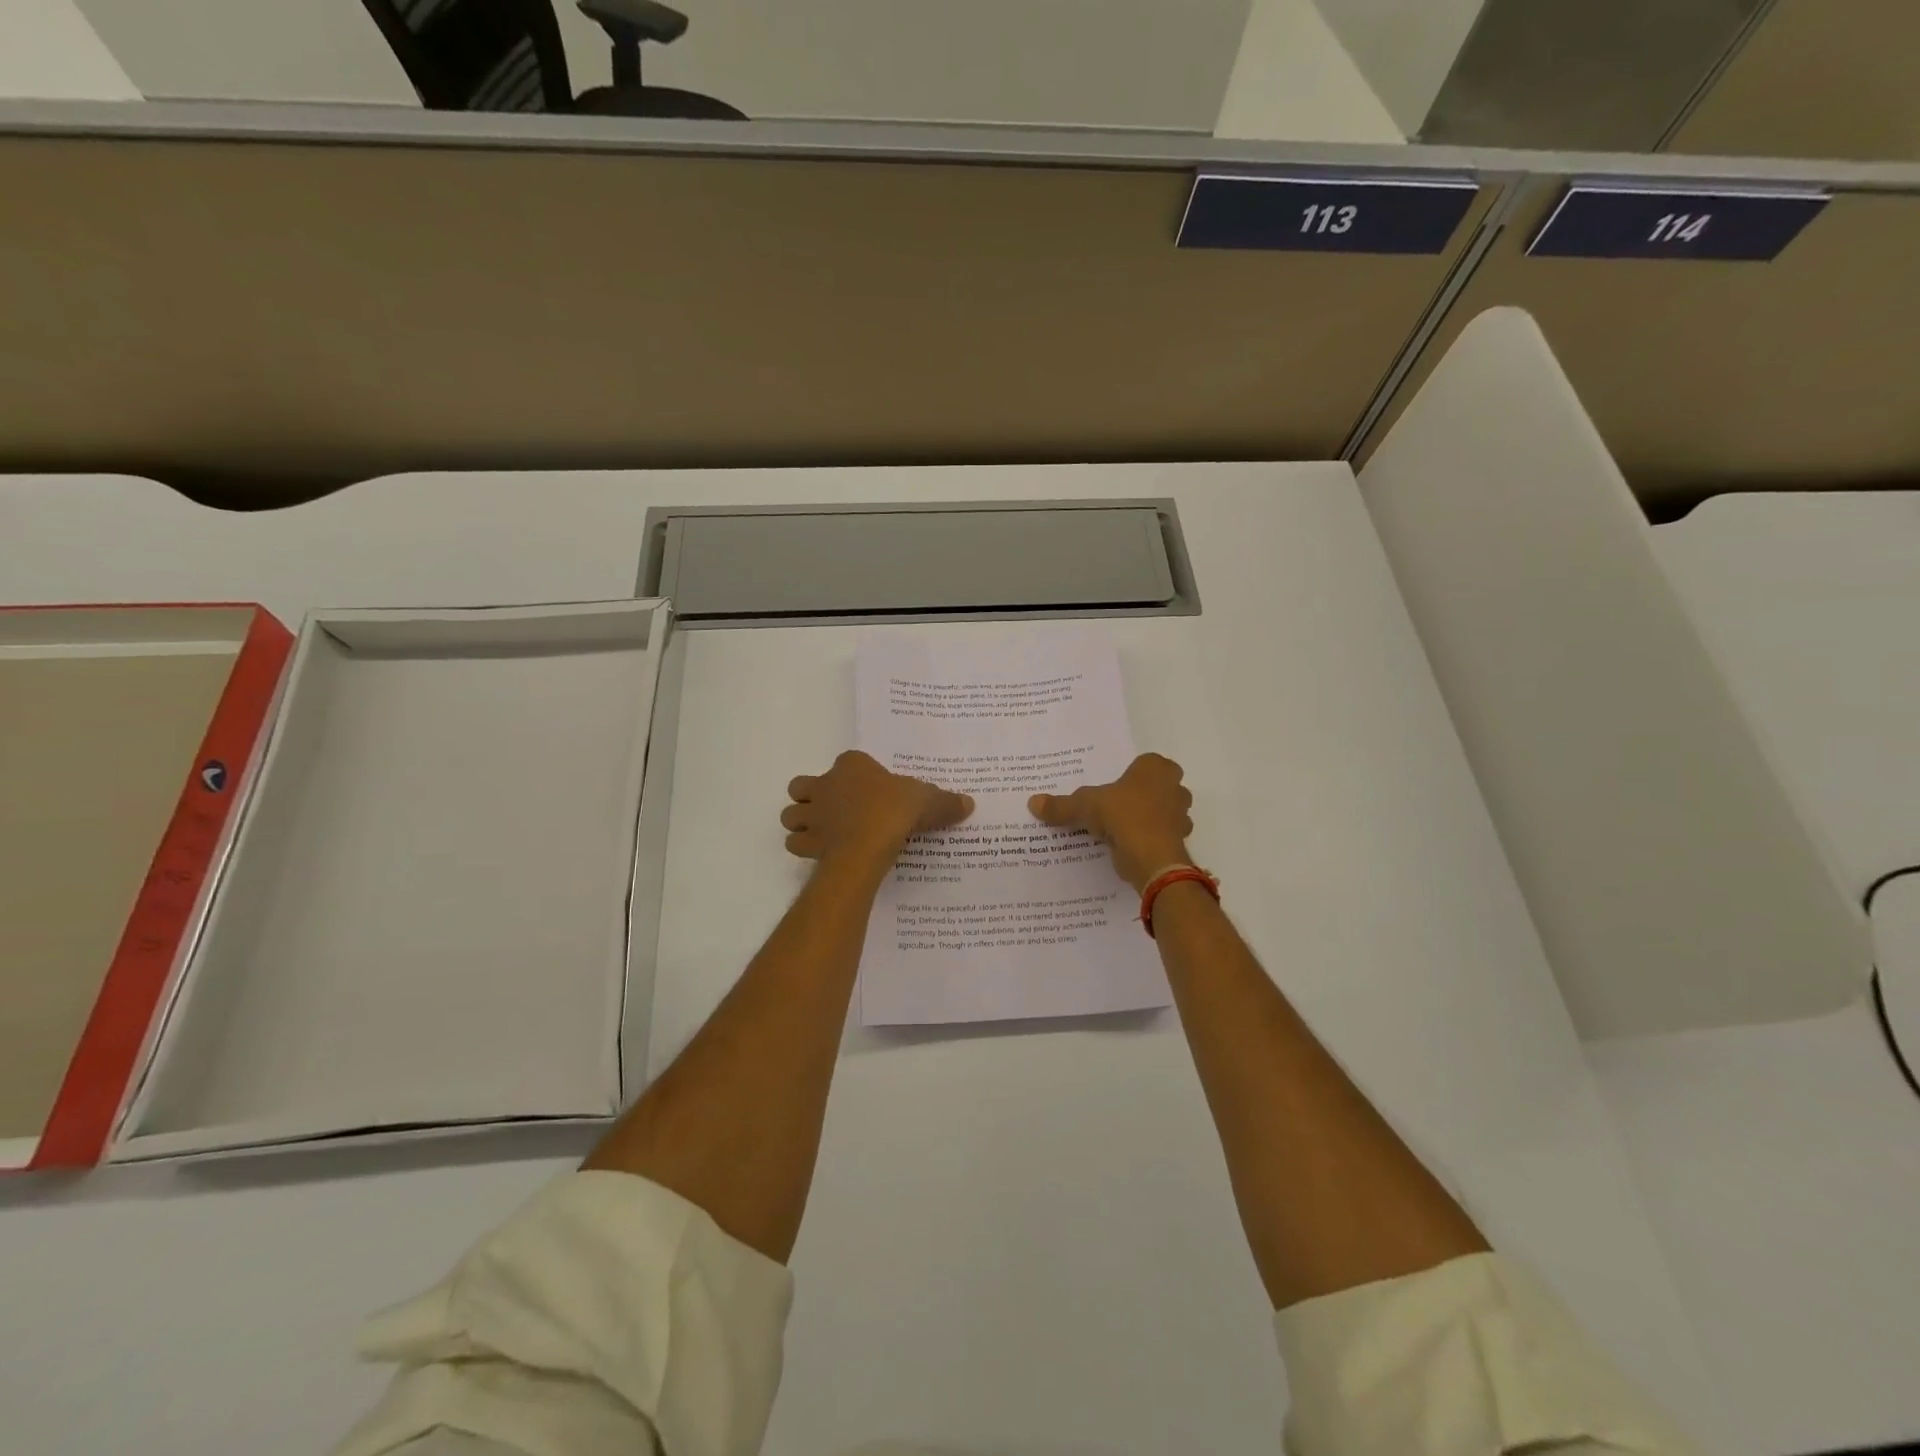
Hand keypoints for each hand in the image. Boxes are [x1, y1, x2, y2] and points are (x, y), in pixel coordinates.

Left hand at [782, 750, 973, 867]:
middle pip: (802, 785)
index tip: (870, 790)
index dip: (855, 775)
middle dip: (812, 796)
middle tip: (834, 809)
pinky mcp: (807, 841)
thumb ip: (946, 802)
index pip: (847, 762)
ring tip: (823, 832)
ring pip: (791, 813)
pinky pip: (796, 843)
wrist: (868, 842)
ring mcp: (812, 813)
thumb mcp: (929, 802)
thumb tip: (968, 804)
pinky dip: (805, 848)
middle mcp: (825, 784)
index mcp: (852, 765)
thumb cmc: (895, 810)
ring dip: (802, 821)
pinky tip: (823, 853)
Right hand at [1029, 753, 1193, 892]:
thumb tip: (1032, 802)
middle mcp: (1174, 787)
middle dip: (1144, 795)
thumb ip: (1061, 805)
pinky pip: (1163, 835)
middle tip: (1118, 805)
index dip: (1132, 773)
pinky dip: (1150, 840)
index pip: (1146, 763)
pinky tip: (1130, 847)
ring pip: (1165, 812)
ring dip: (1149, 818)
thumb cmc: (1122, 815)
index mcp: (1155, 768)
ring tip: (1122, 828)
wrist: (1151, 856)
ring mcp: (1181, 815)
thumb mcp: (1084, 806)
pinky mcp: (1180, 840)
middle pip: (1159, 786)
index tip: (1116, 786)